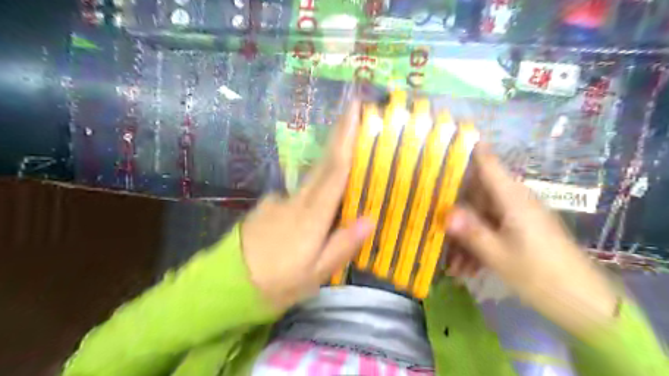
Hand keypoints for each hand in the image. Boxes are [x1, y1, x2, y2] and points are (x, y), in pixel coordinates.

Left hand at [241, 101, 374, 311]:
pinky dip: (316, 186)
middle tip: (353, 112)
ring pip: (312, 176)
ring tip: (348, 155)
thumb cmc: (276, 283)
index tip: (354, 112)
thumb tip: (370, 219)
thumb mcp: (314, 274)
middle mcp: (296, 200)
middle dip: (338, 135)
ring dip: (330, 160)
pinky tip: (322, 198)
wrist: (226, 285)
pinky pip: (301, 191)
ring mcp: (280, 200)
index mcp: (310, 215)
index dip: (346, 140)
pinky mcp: (270, 206)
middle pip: (322, 163)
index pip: (333, 171)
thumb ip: (342, 245)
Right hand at [446, 148, 618, 337]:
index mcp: (512, 198)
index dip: (469, 148)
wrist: (581, 301)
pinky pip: (491, 229)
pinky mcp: (520, 229)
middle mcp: (514, 201)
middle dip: (455, 211)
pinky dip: (477, 244)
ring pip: (481, 215)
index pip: (488, 163)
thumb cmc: (540, 274)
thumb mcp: (499, 255)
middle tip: (433, 223)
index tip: (446, 139)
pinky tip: (466, 267)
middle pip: (476, 193)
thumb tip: (445, 213)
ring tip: (452, 263)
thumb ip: (470, 231)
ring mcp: (517, 215)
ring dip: (465, 236)